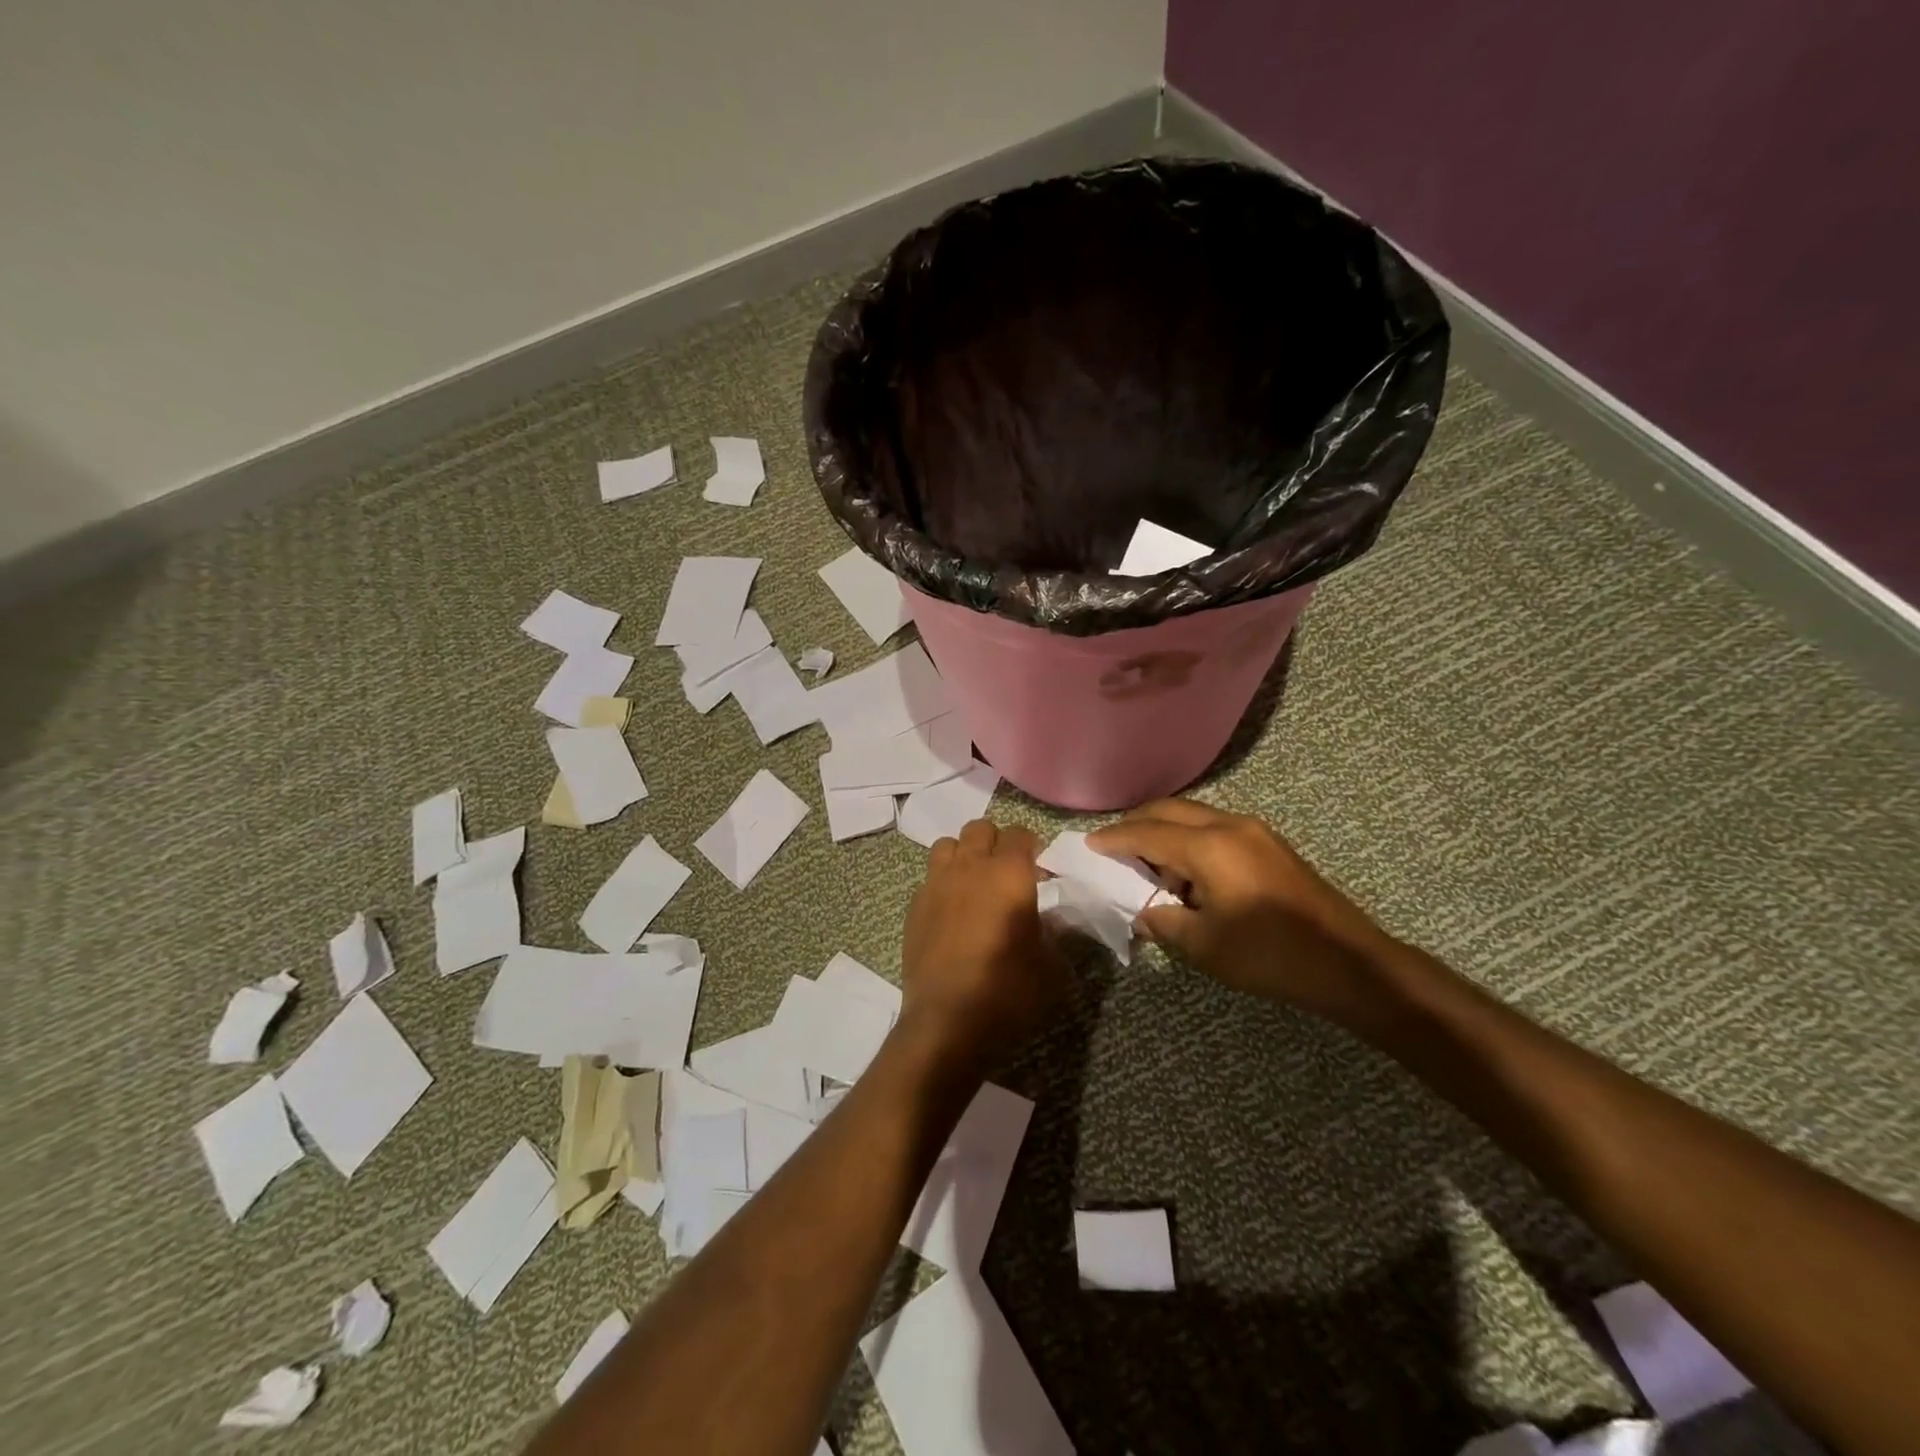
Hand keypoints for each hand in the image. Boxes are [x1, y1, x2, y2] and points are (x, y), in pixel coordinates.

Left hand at [900, 820, 1069, 1066]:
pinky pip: (930, 877)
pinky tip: (951, 912)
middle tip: (1007, 871)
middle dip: (996, 842)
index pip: (1020, 834)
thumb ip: (1053, 932)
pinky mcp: (914, 905)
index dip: (1032, 846)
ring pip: (948, 844)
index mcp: (1009, 874)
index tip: (1039, 869)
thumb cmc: (1007, 992)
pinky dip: (943, 883)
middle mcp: (970, 868)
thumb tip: (1049, 919)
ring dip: (964, 855)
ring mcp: (936, 883)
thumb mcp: (1050, 966)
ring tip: (974, 883)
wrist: (947, 1022)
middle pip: (980, 828)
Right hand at [1087, 799, 1398, 1025]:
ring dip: (1165, 833)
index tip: (1088, 845)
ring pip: (1194, 817)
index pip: (1147, 833)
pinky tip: (1187, 874)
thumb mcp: (1205, 945)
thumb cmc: (1270, 955)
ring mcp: (1254, 832)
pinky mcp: (1270, 845)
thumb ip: (1163, 921)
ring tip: (1148, 868)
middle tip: (1112, 847)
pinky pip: (1215, 829)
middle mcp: (1230, 826)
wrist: (1351, 964)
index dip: (1114, 839)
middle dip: (1137, 824)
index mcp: (1210, 847)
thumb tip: (1141, 911)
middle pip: (1170, 811)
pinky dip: (1190, 841)